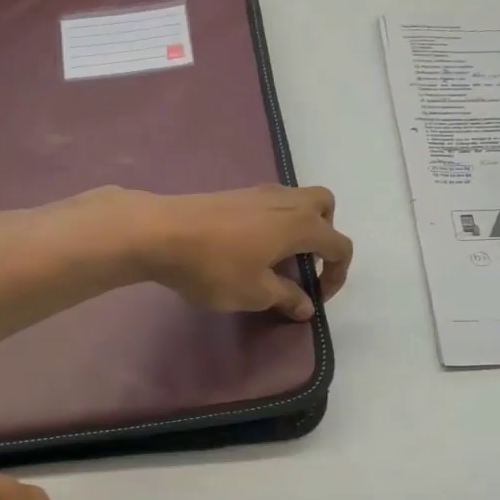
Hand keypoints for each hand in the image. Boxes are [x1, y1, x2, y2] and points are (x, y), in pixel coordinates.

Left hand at [135, 185, 352, 321]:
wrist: (160, 233)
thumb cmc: (215, 267)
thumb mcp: (255, 293)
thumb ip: (286, 297)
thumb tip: (307, 306)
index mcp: (301, 225)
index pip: (339, 245)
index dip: (337, 275)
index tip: (317, 299)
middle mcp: (287, 201)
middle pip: (324, 207)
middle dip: (325, 235)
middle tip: (305, 265)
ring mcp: (258, 193)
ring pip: (296, 201)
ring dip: (299, 228)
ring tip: (276, 260)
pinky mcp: (234, 195)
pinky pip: (270, 204)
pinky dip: (274, 223)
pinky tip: (250, 248)